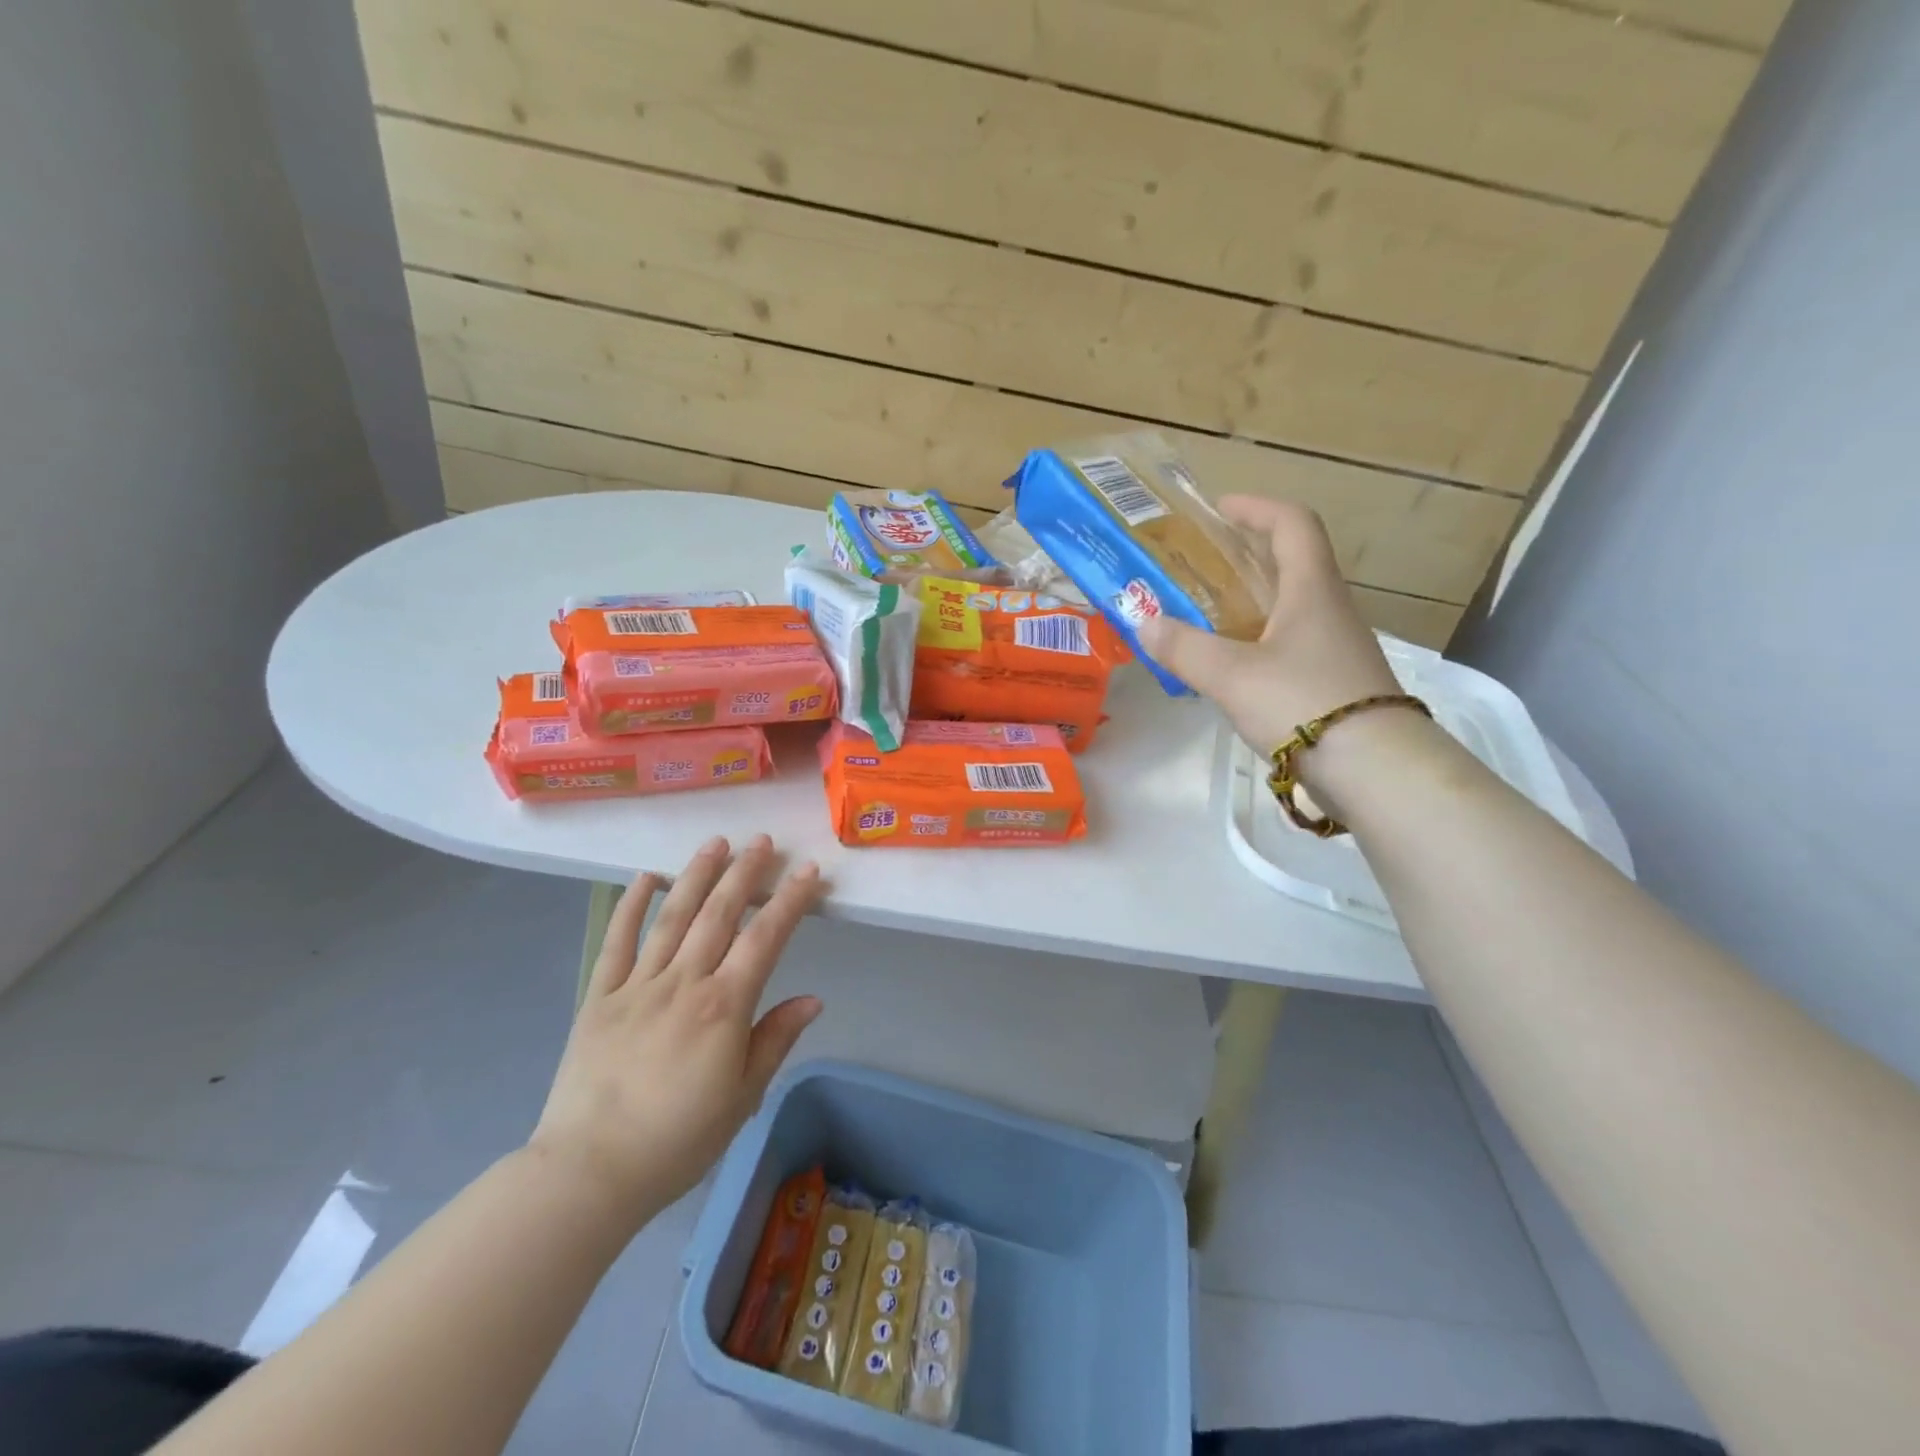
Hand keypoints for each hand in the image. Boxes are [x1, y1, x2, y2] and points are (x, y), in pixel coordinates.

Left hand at [528, 836, 822, 1226]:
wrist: (589, 1171)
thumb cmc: (678, 1140)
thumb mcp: (742, 1097)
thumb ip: (775, 1040)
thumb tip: (813, 999)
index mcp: (723, 1006)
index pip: (765, 939)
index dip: (790, 901)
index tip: (807, 871)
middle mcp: (683, 983)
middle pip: (719, 915)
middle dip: (744, 873)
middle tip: (763, 841)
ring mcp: (637, 985)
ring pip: (672, 917)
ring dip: (696, 876)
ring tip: (715, 843)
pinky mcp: (599, 997)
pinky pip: (617, 942)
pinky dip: (631, 906)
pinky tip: (646, 878)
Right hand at [1136, 496, 1401, 760]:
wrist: (1374, 768)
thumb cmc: (1303, 702)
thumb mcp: (1231, 674)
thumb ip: (1183, 647)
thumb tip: (1141, 621)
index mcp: (1311, 590)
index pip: (1292, 524)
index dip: (1256, 508)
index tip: (1219, 509)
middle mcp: (1330, 610)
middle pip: (1292, 564)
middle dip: (1247, 556)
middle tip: (1201, 566)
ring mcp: (1336, 649)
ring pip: (1291, 608)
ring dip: (1252, 602)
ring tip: (1206, 615)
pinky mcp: (1335, 684)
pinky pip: (1291, 646)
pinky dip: (1258, 641)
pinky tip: (1232, 667)